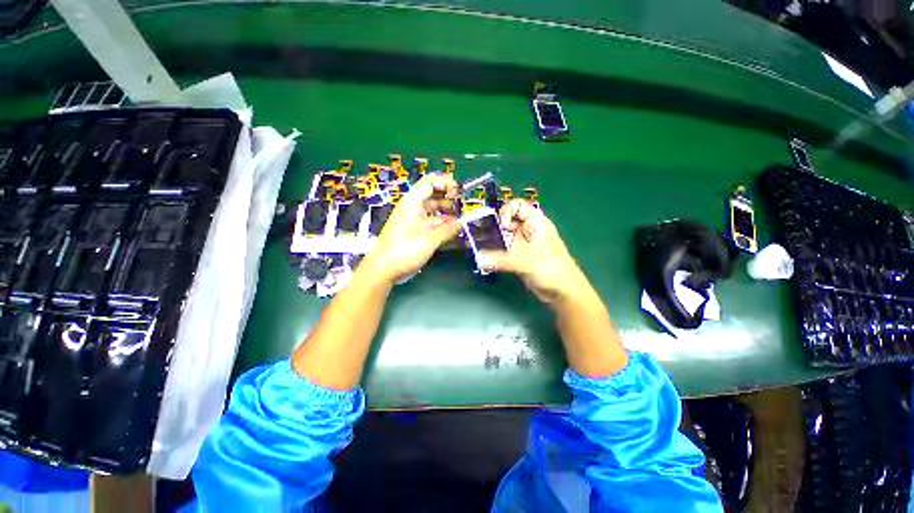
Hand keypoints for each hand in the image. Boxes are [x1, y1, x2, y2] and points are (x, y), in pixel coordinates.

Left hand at [367, 173, 461, 283]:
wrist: (384, 269)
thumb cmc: (404, 250)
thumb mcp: (429, 239)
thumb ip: (448, 230)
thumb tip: (462, 224)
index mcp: (412, 203)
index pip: (430, 182)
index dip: (446, 183)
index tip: (459, 193)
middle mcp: (413, 208)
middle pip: (433, 195)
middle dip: (449, 199)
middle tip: (463, 207)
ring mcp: (414, 220)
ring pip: (434, 211)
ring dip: (447, 214)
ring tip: (461, 220)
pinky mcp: (415, 232)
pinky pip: (432, 223)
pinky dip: (442, 225)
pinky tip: (453, 231)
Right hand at [478, 200, 583, 304]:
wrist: (563, 293)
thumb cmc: (552, 270)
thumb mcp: (527, 261)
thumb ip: (501, 260)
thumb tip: (479, 258)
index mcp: (536, 222)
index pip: (516, 206)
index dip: (505, 212)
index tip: (500, 227)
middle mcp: (528, 230)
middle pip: (506, 221)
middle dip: (492, 227)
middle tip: (479, 237)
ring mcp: (522, 244)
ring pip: (503, 236)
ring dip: (490, 241)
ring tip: (476, 247)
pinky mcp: (518, 257)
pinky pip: (503, 250)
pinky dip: (493, 252)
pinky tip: (484, 258)